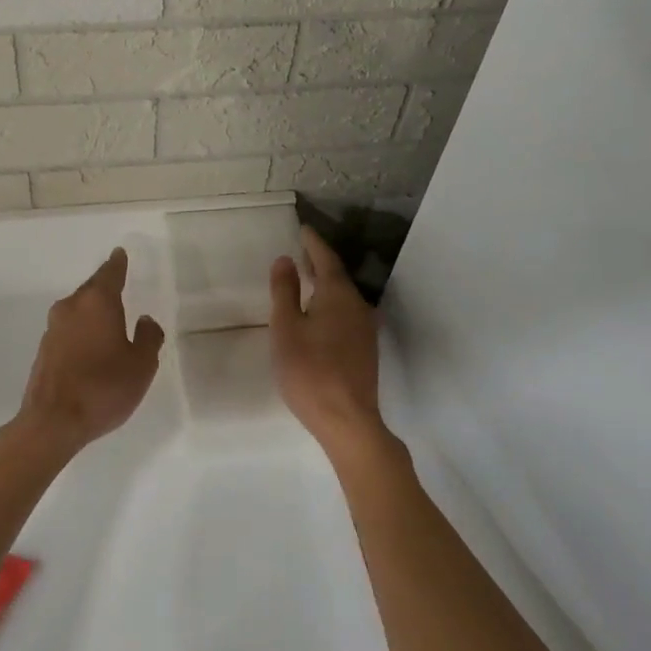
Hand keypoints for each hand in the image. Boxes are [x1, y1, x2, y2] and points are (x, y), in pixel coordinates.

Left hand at [16, 248, 164, 457]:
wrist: (52, 422)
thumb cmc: (103, 388)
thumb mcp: (141, 365)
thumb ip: (148, 338)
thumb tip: (145, 321)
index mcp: (97, 302)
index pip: (110, 273)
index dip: (118, 263)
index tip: (119, 254)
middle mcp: (71, 307)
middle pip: (91, 289)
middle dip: (106, 287)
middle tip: (120, 286)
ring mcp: (53, 328)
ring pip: (78, 310)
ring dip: (93, 312)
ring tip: (110, 321)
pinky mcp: (44, 350)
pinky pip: (69, 330)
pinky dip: (82, 331)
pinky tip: (92, 347)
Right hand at [270, 228, 389, 465]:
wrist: (348, 421)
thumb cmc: (309, 371)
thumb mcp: (286, 328)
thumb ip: (285, 291)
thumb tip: (285, 260)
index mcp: (338, 295)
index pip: (326, 259)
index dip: (313, 243)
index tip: (303, 230)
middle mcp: (358, 305)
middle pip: (338, 276)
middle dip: (320, 262)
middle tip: (302, 251)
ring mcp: (365, 329)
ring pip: (344, 296)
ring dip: (326, 284)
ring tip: (307, 279)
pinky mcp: (366, 349)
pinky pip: (347, 313)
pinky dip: (332, 303)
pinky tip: (320, 314)